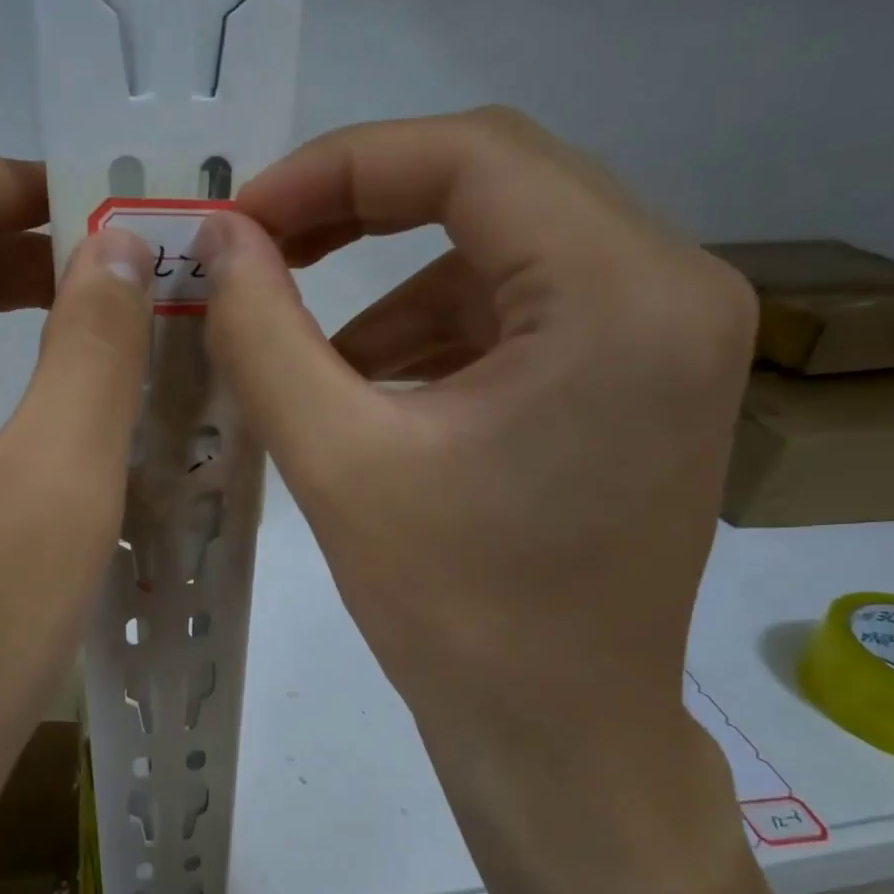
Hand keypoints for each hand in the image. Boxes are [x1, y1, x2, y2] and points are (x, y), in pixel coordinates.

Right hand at [197, 108, 757, 893]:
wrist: (557, 736)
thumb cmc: (454, 613)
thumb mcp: (336, 461)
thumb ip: (263, 334)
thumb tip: (218, 240)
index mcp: (622, 294)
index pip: (471, 156)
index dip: (337, 167)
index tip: (243, 217)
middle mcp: (675, 288)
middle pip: (498, 186)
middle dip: (362, 211)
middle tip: (263, 253)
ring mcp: (670, 336)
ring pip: (506, 250)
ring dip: (396, 286)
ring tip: (311, 356)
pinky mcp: (643, 380)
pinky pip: (526, 311)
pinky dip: (439, 332)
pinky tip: (375, 392)